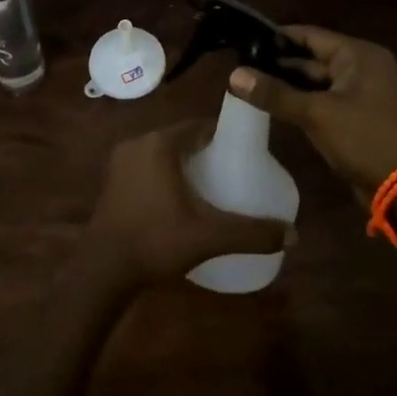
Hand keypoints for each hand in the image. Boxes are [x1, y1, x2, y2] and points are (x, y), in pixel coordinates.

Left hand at [83, 122, 291, 284]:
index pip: (198, 126)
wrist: (102, 269)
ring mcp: (120, 161)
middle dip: (204, 150)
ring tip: (208, 184)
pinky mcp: (111, 180)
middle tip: (230, 169)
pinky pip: (144, 165)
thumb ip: (251, 233)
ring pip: (160, 151)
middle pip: (179, 137)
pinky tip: (177, 197)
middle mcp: (137, 143)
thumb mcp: (209, 237)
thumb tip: (294, 235)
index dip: (222, 134)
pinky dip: (162, 172)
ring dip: (181, 161)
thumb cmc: (156, 241)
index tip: (243, 150)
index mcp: (159, 144)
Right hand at [229, 25, 396, 193]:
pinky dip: (302, 101)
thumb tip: (234, 75)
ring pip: (316, 81)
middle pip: (312, 58)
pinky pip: (324, 100)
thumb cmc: (364, 139)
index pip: (310, 35)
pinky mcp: (358, 116)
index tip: (244, 40)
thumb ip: (275, 93)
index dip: (277, 37)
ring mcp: (362, 93)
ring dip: (288, 85)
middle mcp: (363, 67)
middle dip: (279, 64)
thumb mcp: (316, 114)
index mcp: (359, 55)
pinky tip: (274, 105)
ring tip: (249, 83)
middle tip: (240, 65)